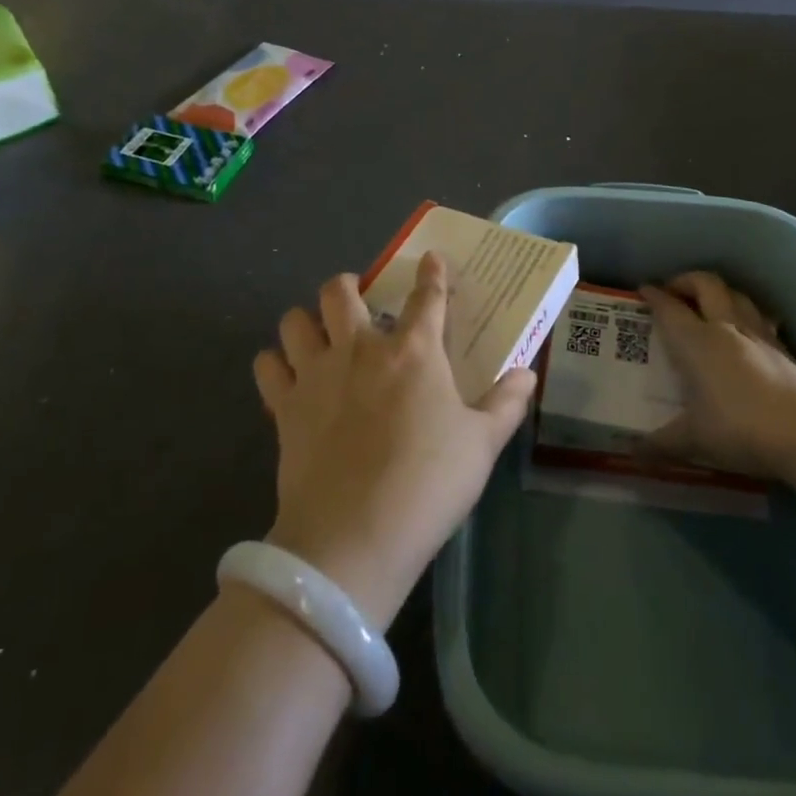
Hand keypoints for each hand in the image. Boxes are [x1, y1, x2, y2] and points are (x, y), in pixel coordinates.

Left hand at [253, 254, 535, 628]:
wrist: (354, 537)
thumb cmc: (428, 484)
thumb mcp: (482, 445)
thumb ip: (506, 404)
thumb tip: (527, 374)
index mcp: (414, 351)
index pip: (427, 297)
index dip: (432, 274)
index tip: (432, 259)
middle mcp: (361, 348)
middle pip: (341, 291)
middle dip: (348, 286)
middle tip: (358, 302)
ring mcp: (316, 374)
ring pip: (295, 320)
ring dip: (306, 321)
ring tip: (319, 336)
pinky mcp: (284, 406)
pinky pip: (267, 366)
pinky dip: (275, 365)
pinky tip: (288, 378)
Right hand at [640, 271, 795, 481]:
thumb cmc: (742, 429)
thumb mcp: (695, 440)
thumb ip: (662, 443)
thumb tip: (633, 453)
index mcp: (697, 342)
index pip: (670, 308)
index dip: (654, 296)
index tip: (643, 290)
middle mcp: (726, 328)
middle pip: (706, 284)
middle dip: (686, 281)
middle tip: (673, 291)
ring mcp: (760, 336)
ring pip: (736, 294)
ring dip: (718, 291)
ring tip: (708, 304)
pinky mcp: (785, 349)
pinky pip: (760, 317)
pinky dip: (746, 314)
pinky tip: (745, 331)